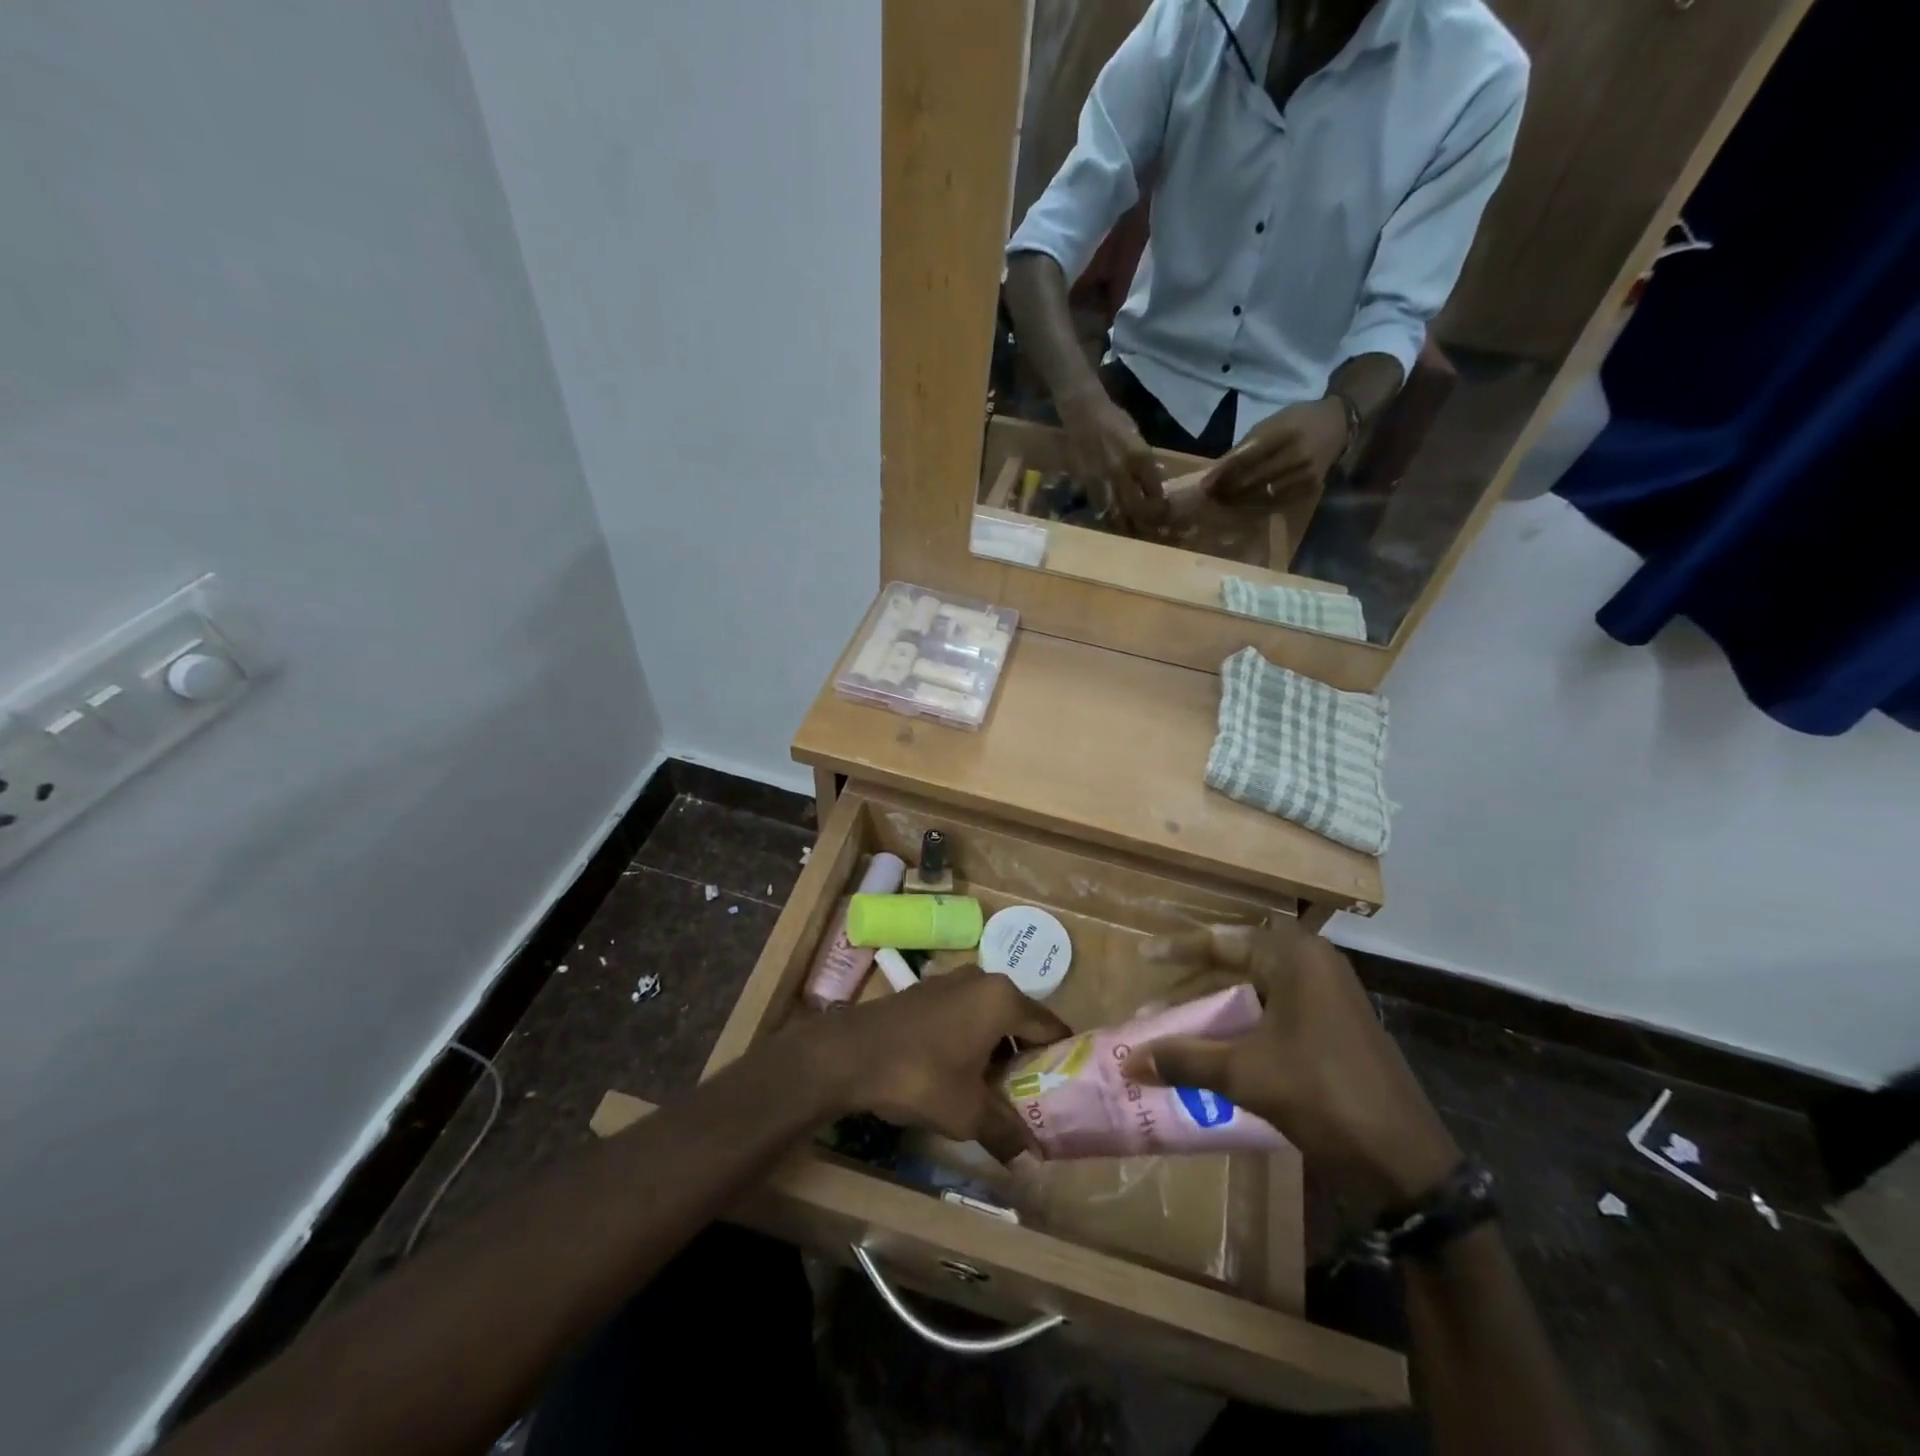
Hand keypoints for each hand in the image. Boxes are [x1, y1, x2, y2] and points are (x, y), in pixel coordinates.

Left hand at [783, 966, 1069, 1150]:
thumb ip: (1006, 1132)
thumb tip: (1032, 1162)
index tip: (1067, 1089)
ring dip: (996, 1050)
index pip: (1050, 1027)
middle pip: (1019, 1020)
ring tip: (996, 1092)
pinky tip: (960, 1073)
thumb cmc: (921, 1076)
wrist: (851, 1054)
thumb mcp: (968, 1113)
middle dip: (1026, 1058)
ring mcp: (951, 981)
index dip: (1061, 1059)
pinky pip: (964, 1014)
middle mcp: (982, 979)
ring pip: (989, 1017)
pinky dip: (970, 1040)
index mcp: (1003, 999)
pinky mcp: (926, 991)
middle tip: (1032, 1098)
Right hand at [1057, 385, 1168, 533]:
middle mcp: (1123, 471)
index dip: (1160, 506)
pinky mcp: (1087, 483)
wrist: (1084, 412)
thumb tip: (1153, 480)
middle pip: (1137, 507)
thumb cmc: (1113, 420)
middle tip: (1150, 531)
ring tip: (1131, 533)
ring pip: (1117, 511)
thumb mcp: (1137, 437)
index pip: (1155, 490)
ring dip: (1125, 524)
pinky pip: (1099, 505)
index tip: (1163, 514)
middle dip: (1144, 522)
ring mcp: (1103, 479)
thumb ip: (1145, 461)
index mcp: (1141, 457)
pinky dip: (1106, 515)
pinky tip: (1110, 521)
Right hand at [1126, 923, 1458, 1203]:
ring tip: (1175, 1029)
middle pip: (1237, 963)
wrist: (1404, 1161)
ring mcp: (1327, 998)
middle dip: (1193, 985)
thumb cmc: (1322, 1094)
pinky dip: (1240, 1026)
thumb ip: (1184, 1060)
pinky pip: (1273, 1014)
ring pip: (1255, 991)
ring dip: (1215, 1010)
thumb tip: (1128, 1062)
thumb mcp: (1245, 1074)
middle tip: (1155, 1000)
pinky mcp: (1333, 1029)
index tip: (1143, 956)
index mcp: (1295, 958)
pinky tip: (1214, 1050)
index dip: (1179, 949)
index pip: (1223, 940)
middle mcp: (1312, 966)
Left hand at [1205, 397, 1348, 509]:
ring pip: (1263, 496)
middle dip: (1227, 490)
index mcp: (1284, 433)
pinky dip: (1256, 506)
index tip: (1204, 485)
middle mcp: (1296, 455)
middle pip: (1253, 480)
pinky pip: (1277, 503)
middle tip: (1209, 497)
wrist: (1338, 424)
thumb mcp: (1269, 424)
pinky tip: (1242, 506)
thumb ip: (1243, 447)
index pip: (1246, 458)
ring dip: (1238, 502)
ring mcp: (1305, 474)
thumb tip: (1215, 471)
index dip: (1223, 474)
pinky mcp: (1310, 488)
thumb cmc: (1296, 421)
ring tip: (1221, 502)